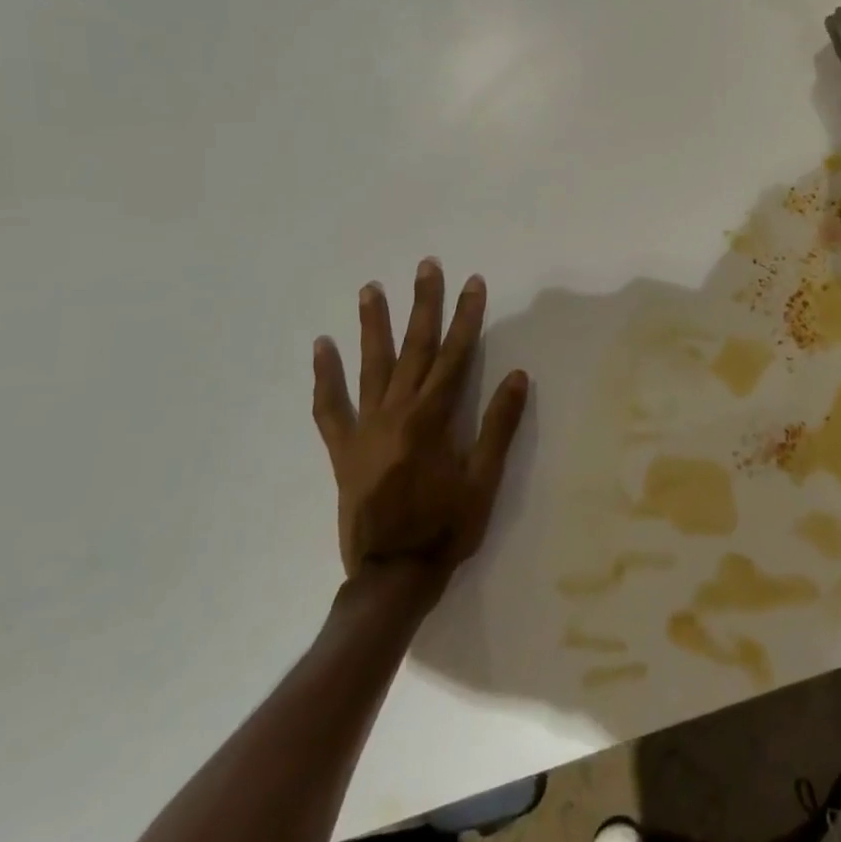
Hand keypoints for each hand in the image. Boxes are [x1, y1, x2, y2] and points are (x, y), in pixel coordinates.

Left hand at [310, 260, 529, 605]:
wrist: (392, 575)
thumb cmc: (446, 528)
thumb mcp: (484, 480)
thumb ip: (498, 425)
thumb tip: (518, 375)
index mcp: (433, 418)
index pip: (456, 354)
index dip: (467, 316)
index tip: (473, 283)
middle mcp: (397, 413)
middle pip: (414, 348)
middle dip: (423, 304)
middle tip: (425, 266)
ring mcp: (365, 429)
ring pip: (370, 366)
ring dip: (372, 325)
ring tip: (370, 289)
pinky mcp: (343, 450)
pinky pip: (330, 407)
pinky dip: (325, 376)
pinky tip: (322, 347)